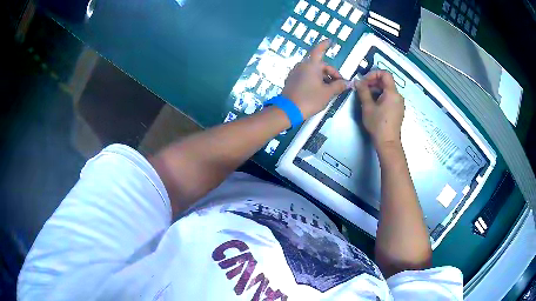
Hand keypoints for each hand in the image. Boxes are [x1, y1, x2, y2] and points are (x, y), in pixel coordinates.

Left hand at [282, 40, 348, 118]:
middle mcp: (302, 65)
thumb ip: (339, 86)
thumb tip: (348, 83)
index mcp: (311, 65)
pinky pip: (306, 76)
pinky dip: (314, 79)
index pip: (319, 50)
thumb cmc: (309, 99)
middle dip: (331, 73)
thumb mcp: (327, 93)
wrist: (288, 110)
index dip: (325, 45)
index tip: (330, 41)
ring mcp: (295, 72)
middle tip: (339, 84)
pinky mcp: (291, 80)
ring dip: (323, 77)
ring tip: (330, 89)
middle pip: (320, 65)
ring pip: (313, 71)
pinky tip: (319, 90)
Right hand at [354, 70, 404, 149]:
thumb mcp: (367, 107)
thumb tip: (357, 81)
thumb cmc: (378, 124)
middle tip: (362, 89)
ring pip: (387, 90)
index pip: (385, 74)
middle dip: (373, 82)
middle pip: (386, 81)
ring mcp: (399, 103)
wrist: (388, 142)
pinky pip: (390, 97)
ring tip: (366, 97)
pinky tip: (374, 104)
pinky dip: (381, 96)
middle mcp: (398, 96)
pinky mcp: (398, 110)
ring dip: (376, 89)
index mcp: (392, 93)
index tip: (364, 81)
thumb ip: (363, 91)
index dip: (373, 74)